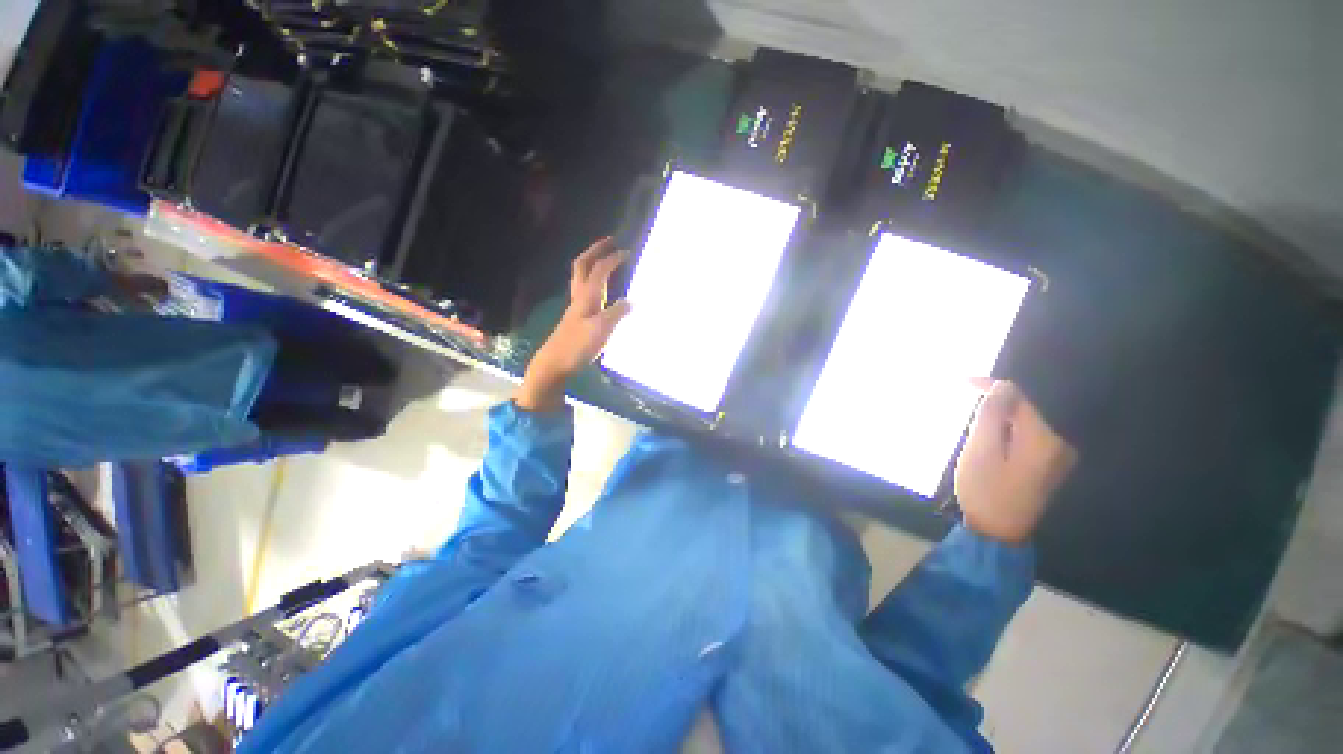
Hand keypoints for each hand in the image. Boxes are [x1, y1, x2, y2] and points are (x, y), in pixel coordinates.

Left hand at [516, 237, 631, 411]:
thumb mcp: (601, 331)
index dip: (612, 259)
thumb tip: (632, 301)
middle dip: (595, 250)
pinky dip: (594, 280)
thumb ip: (617, 314)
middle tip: (609, 241)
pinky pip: (585, 290)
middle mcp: (579, 297)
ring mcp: (576, 308)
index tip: (628, 252)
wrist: (554, 364)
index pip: (599, 270)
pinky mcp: (576, 318)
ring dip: (592, 263)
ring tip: (605, 259)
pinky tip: (602, 290)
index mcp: (586, 297)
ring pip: (581, 277)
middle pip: (583, 266)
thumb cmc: (577, 347)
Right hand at [954, 380, 1077, 543]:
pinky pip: (1029, 436)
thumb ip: (991, 416)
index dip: (992, 386)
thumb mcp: (980, 451)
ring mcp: (1058, 456)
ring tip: (976, 421)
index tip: (963, 381)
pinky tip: (992, 438)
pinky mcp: (1050, 465)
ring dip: (1001, 418)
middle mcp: (1059, 444)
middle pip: (1026, 410)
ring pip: (1027, 423)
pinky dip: (1009, 431)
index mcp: (1044, 439)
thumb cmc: (985, 490)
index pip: (1019, 398)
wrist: (999, 532)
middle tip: (968, 402)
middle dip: (996, 403)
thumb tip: (1002, 386)